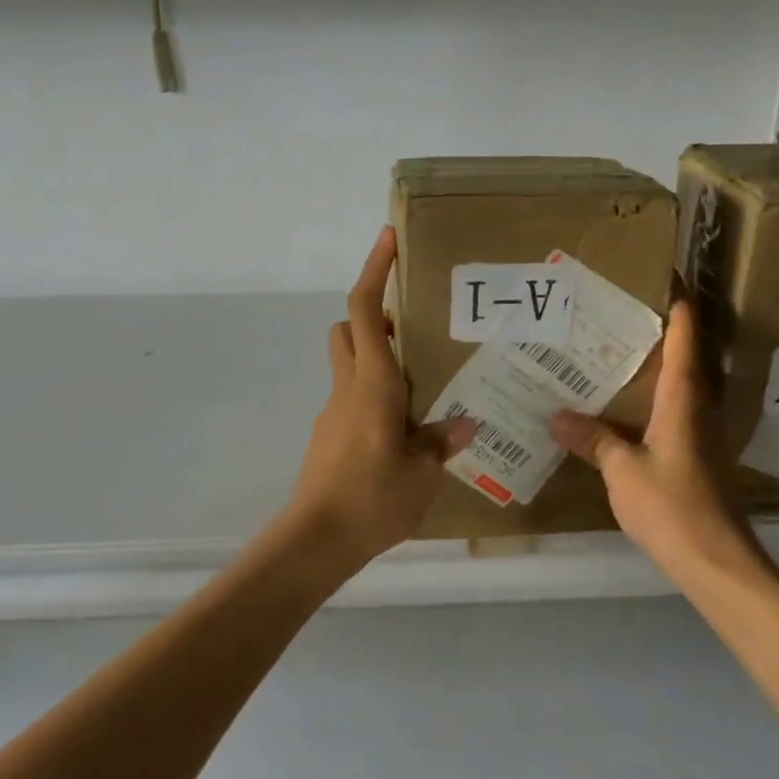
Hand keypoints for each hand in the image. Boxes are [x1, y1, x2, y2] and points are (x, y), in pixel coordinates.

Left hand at [285, 227, 475, 569]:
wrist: (315, 541)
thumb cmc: (372, 499)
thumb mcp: (422, 474)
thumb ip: (439, 442)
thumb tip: (463, 424)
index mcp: (373, 383)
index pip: (367, 310)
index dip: (375, 269)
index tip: (388, 238)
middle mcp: (348, 387)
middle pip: (349, 327)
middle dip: (376, 316)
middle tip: (415, 332)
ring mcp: (333, 411)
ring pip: (348, 363)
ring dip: (376, 358)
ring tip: (420, 387)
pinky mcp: (329, 435)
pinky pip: (351, 398)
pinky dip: (373, 396)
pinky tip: (401, 432)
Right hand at [549, 301, 766, 576]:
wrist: (717, 563)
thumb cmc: (671, 505)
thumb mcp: (621, 470)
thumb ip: (593, 439)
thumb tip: (556, 416)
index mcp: (682, 400)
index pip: (684, 339)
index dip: (678, 307)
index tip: (665, 278)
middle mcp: (697, 409)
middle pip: (683, 358)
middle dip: (657, 333)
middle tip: (618, 313)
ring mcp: (700, 435)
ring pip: (677, 388)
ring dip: (653, 368)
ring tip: (613, 354)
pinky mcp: (697, 458)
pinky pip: (672, 414)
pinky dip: (649, 401)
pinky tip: (622, 411)